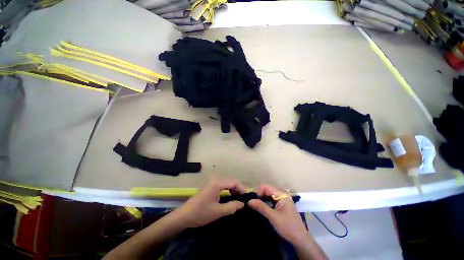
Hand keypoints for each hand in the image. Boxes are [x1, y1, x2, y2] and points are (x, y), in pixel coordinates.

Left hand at [172, 178, 245, 227]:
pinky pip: (222, 186)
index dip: (241, 189)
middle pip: (230, 182)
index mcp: (217, 183)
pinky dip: (227, 191)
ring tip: (237, 200)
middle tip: (242, 200)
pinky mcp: (209, 187)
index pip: (234, 182)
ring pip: (226, 184)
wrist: (184, 216)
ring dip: (233, 190)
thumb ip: (232, 206)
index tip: (246, 198)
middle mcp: (215, 180)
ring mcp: (211, 183)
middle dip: (237, 190)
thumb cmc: (201, 213)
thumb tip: (243, 203)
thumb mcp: (218, 212)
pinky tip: (229, 198)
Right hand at [248, 184, 310, 245]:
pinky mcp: (282, 205)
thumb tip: (249, 200)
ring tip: (255, 205)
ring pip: (269, 195)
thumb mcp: (273, 217)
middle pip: (267, 189)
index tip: (252, 200)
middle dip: (259, 194)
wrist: (300, 240)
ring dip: (261, 198)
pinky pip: (271, 200)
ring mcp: (282, 200)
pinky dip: (265, 202)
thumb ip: (261, 207)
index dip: (258, 191)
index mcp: (282, 194)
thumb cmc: (288, 227)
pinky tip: (261, 207)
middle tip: (252, 202)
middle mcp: (282, 195)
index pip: (266, 187)